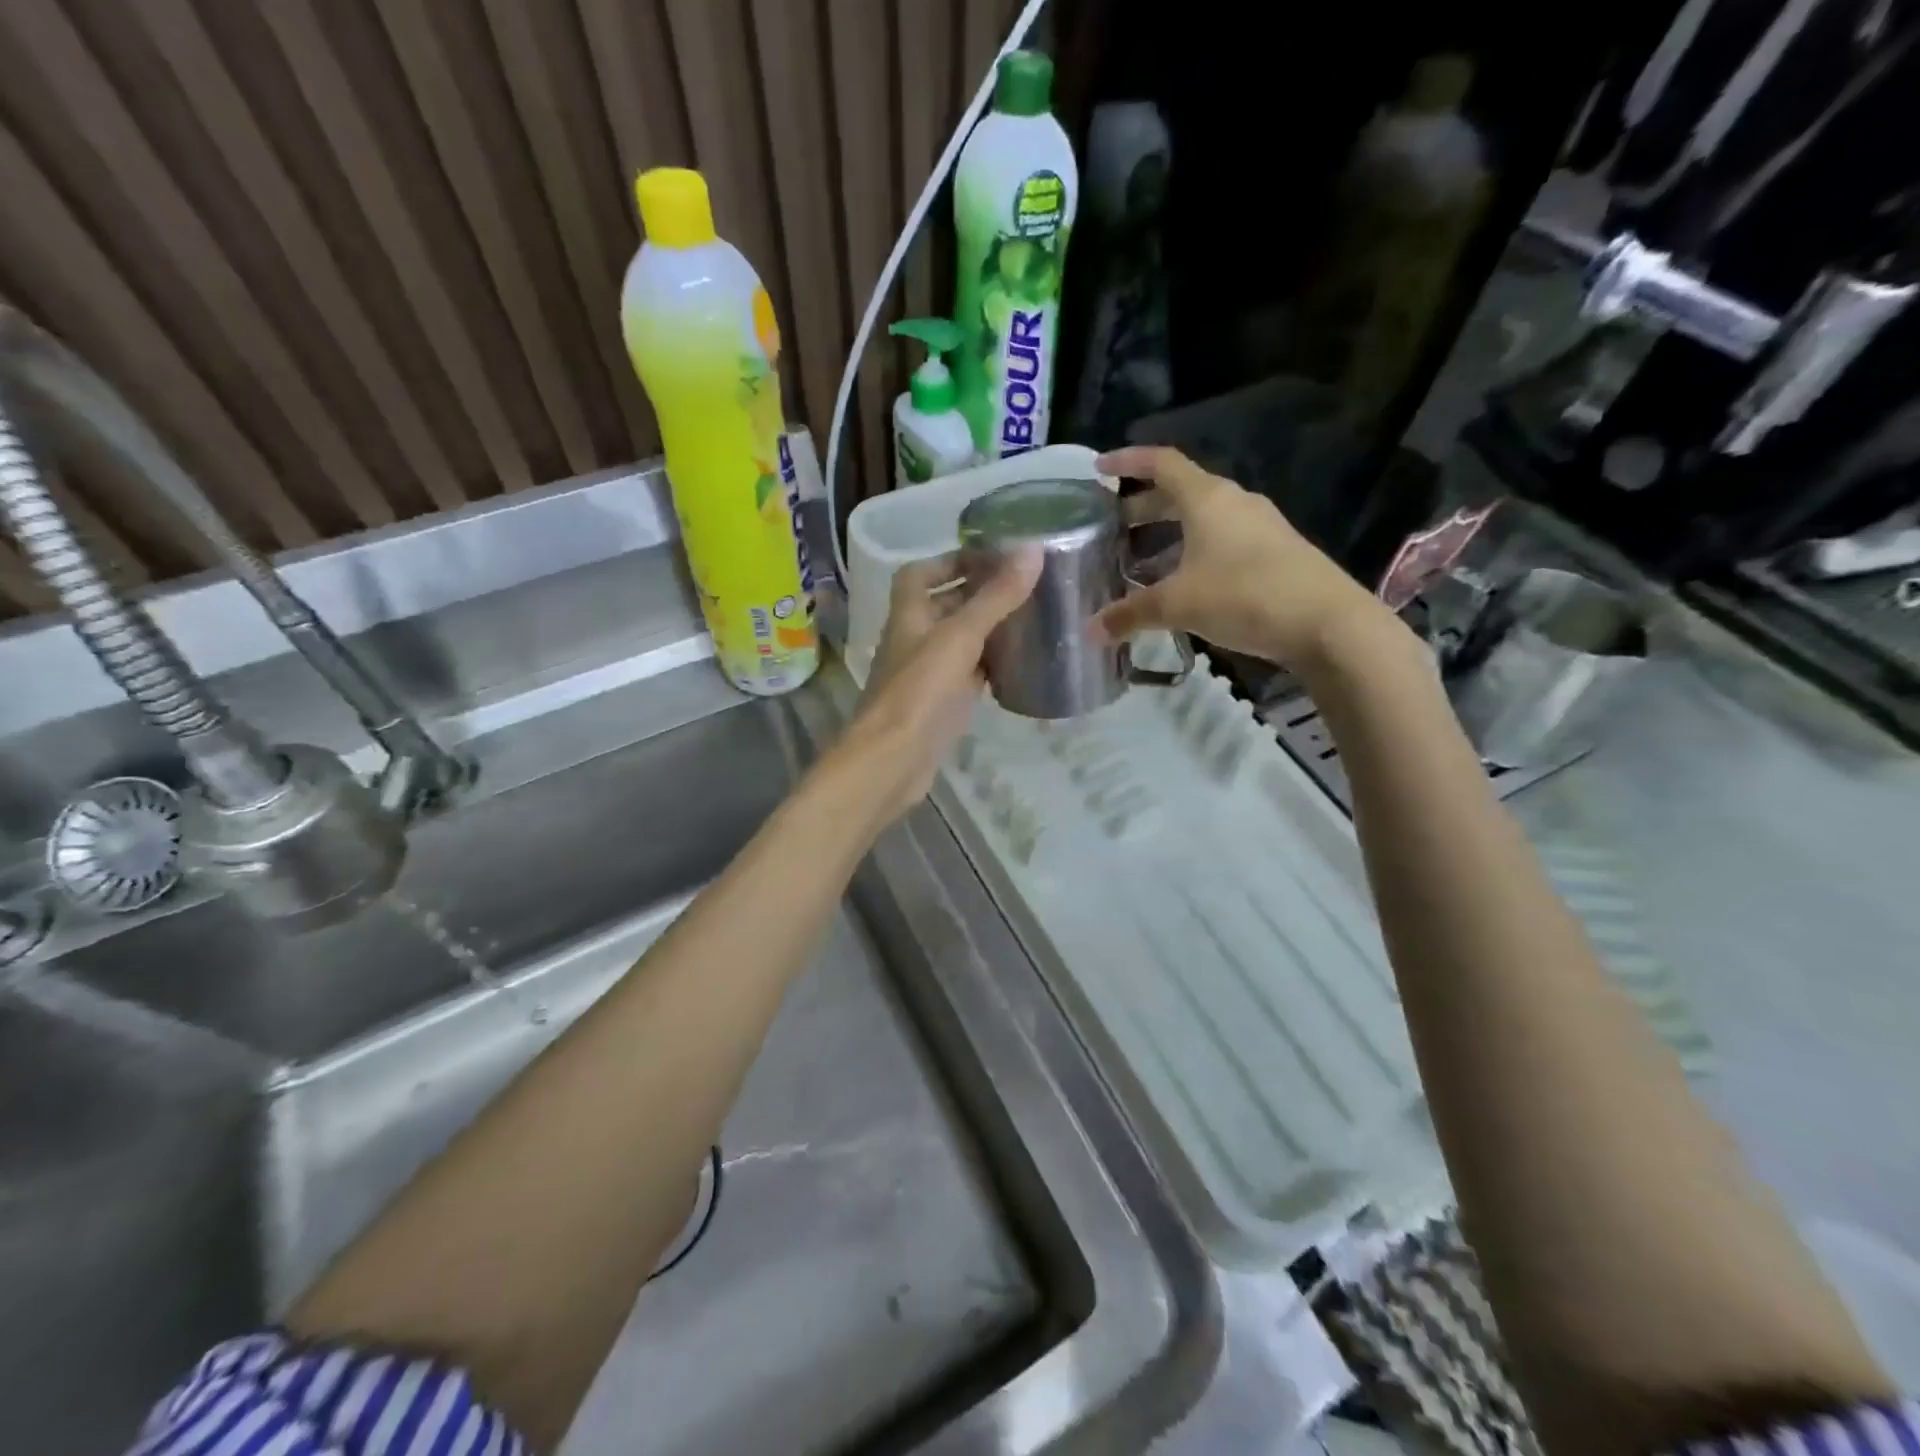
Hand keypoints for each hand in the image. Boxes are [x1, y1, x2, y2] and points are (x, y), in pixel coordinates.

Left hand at [829, 548, 1040, 823]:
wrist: (893, 760)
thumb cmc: (920, 691)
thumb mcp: (960, 636)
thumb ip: (996, 597)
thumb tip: (1033, 550)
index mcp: (908, 614)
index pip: (919, 574)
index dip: (950, 560)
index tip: (989, 556)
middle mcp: (913, 639)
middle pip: (943, 606)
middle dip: (978, 593)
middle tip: (1024, 586)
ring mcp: (926, 674)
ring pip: (958, 642)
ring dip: (987, 629)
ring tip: (1030, 618)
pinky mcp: (940, 704)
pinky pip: (968, 674)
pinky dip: (989, 665)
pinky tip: (1018, 664)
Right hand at [1094, 446, 1394, 673]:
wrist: (1327, 623)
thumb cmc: (1244, 595)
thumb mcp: (1178, 605)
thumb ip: (1131, 614)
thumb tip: (1092, 631)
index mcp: (1207, 498)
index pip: (1161, 463)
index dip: (1128, 462)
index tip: (1099, 469)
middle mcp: (1233, 503)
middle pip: (1179, 493)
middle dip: (1142, 507)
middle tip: (1111, 527)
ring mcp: (1258, 527)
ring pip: (1201, 521)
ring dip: (1167, 535)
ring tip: (1139, 562)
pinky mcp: (1273, 554)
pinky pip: (1220, 542)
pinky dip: (1192, 554)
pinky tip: (1181, 585)